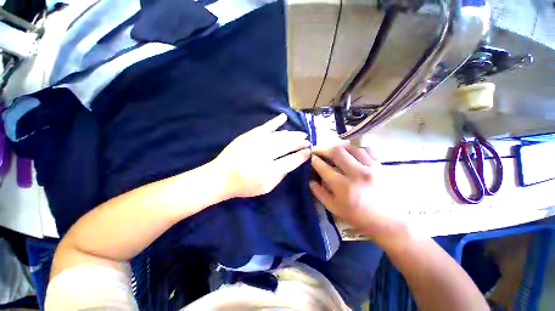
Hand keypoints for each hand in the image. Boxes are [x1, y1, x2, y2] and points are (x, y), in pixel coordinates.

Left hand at [212, 113, 311, 198]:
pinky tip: (283, 117)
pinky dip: (275, 122)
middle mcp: (265, 153)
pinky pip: (265, 126)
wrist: (220, 176)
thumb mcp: (266, 187)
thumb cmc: (244, 185)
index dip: (301, 155)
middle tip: (307, 140)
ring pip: (279, 135)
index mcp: (269, 170)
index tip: (309, 151)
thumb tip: (293, 160)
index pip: (291, 160)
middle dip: (299, 142)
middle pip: (287, 144)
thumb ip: (281, 174)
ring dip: (292, 134)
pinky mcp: (249, 135)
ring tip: (301, 134)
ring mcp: (256, 142)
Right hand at [309, 144, 406, 242]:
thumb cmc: (359, 217)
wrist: (389, 222)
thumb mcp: (334, 209)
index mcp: (343, 187)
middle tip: (320, 151)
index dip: (314, 160)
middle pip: (337, 152)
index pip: (323, 167)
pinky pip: (368, 150)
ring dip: (340, 148)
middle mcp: (357, 173)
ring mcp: (371, 168)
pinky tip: (353, 154)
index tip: (311, 157)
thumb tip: (310, 180)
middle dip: (324, 149)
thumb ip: (319, 193)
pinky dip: (357, 149)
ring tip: (335, 152)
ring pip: (352, 148)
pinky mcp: (382, 166)